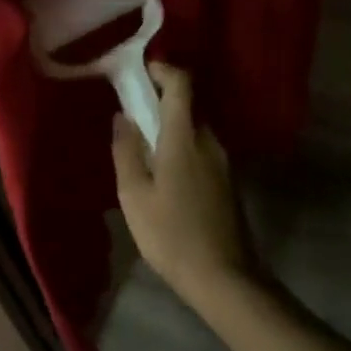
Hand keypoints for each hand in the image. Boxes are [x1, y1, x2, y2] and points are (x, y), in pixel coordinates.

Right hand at [111, 64, 255, 306]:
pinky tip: (164, 173)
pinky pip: (201, 149)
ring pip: (194, 128)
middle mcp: (209, 141)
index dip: (162, 69)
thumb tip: (122, 117)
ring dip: (170, 127)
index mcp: (185, 137)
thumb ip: (126, 151)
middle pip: (187, 105)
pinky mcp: (228, 182)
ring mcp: (223, 162)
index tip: (139, 72)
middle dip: (159, 101)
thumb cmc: (172, 235)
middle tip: (131, 113)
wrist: (226, 280)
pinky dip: (181, 146)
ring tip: (143, 147)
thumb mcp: (134, 195)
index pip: (181, 83)